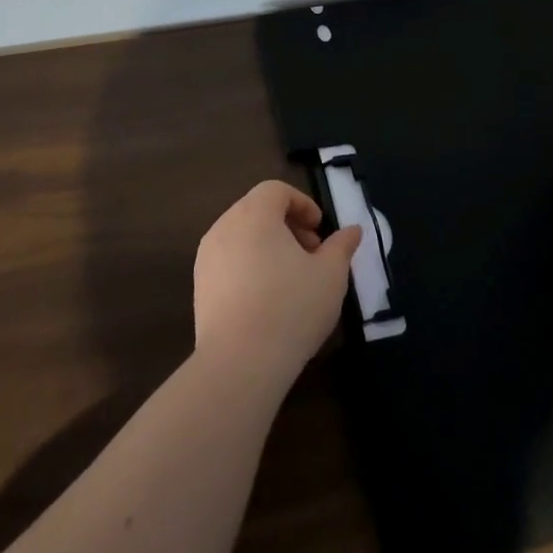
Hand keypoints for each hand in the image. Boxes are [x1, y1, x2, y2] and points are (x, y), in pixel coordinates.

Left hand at [193, 180, 361, 386]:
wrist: (239, 362)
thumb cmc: (291, 307)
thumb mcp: (331, 275)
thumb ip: (342, 246)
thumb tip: (352, 230)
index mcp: (254, 214)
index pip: (275, 190)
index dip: (302, 203)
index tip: (320, 230)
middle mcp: (224, 226)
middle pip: (257, 210)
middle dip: (287, 225)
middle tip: (311, 253)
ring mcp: (206, 257)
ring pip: (241, 236)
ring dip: (268, 246)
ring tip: (292, 279)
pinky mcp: (200, 287)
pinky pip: (228, 261)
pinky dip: (249, 266)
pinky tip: (268, 300)